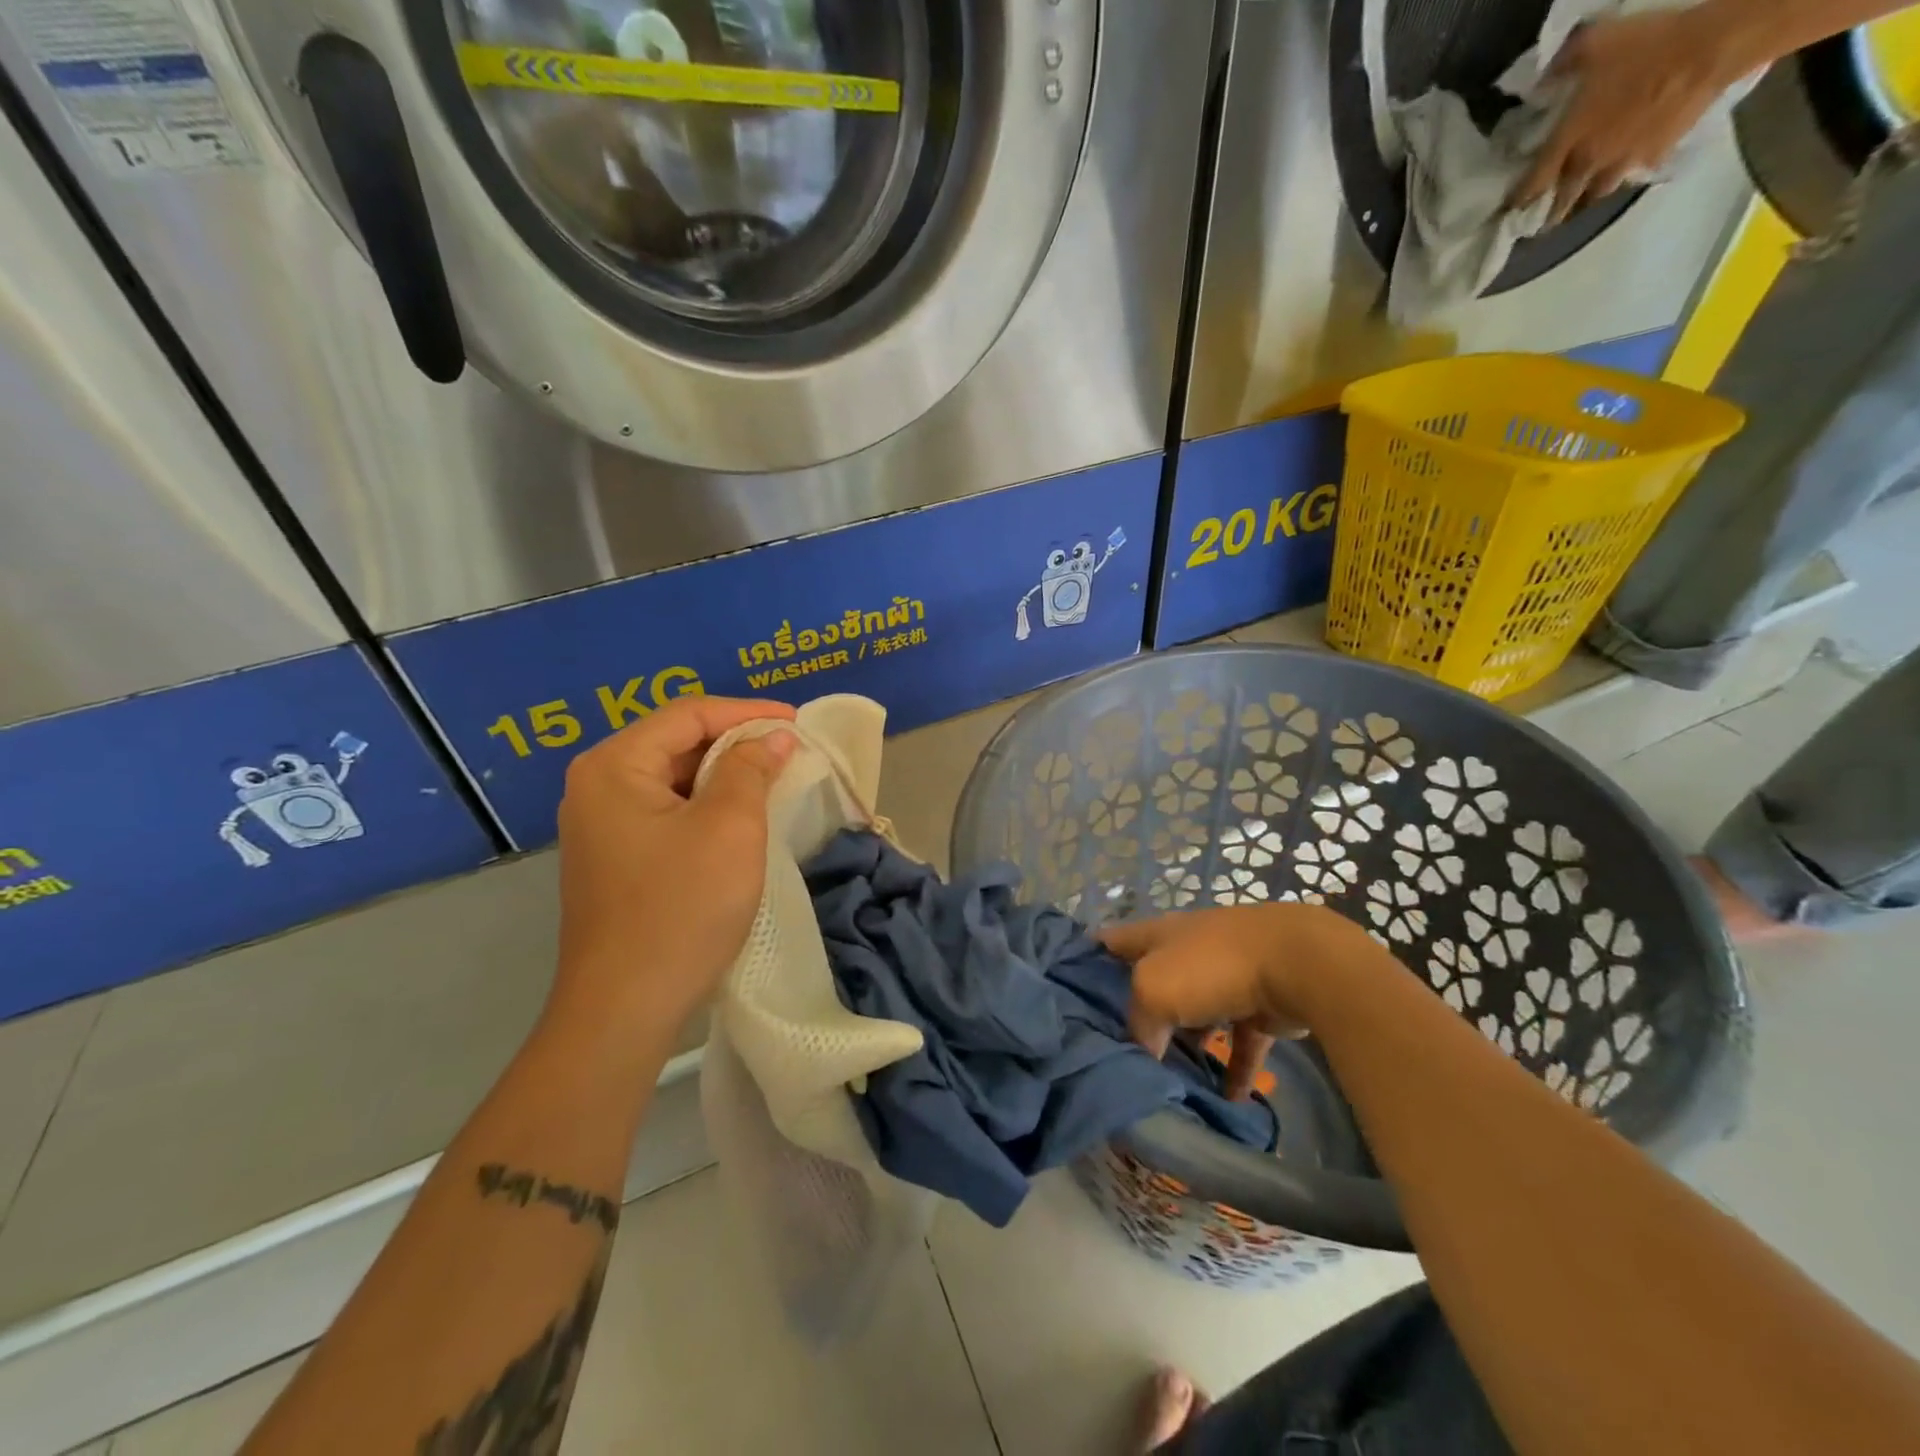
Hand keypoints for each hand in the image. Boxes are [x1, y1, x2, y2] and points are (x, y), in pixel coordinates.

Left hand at [550, 695, 796, 1040]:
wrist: (625, 1008)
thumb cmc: (681, 908)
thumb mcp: (730, 827)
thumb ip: (751, 769)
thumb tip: (772, 738)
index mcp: (614, 766)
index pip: (689, 714)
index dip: (748, 712)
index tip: (798, 722)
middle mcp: (597, 786)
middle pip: (677, 742)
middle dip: (737, 742)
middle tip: (791, 751)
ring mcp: (601, 826)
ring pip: (674, 779)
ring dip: (725, 775)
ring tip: (775, 779)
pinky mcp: (615, 858)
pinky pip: (667, 812)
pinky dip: (707, 806)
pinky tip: (741, 818)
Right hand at [1100, 903, 1389, 1100]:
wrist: (1297, 963)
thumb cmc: (1210, 966)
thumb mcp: (1152, 989)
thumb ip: (1138, 1024)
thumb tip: (1144, 1055)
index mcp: (1155, 936)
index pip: (1107, 943)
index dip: (1084, 962)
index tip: (1065, 995)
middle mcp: (1185, 951)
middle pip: (1150, 982)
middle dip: (1135, 1013)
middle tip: (1115, 1052)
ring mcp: (1224, 976)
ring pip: (1195, 1015)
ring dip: (1186, 1045)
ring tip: (1168, 1082)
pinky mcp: (1259, 1005)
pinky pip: (1239, 1043)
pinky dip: (1233, 1070)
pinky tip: (1228, 1102)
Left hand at [1513, 8, 1738, 223]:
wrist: (1710, 47)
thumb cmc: (1647, 46)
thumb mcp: (1595, 43)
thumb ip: (1562, 64)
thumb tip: (1540, 80)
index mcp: (1568, 142)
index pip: (1532, 185)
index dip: (1518, 201)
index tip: (1510, 211)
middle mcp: (1589, 162)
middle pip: (1562, 202)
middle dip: (1549, 215)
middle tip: (1541, 223)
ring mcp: (1624, 162)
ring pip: (1596, 194)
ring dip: (1584, 199)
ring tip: (1579, 201)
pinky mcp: (1655, 156)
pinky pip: (1634, 174)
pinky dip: (1625, 176)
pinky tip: (1624, 172)